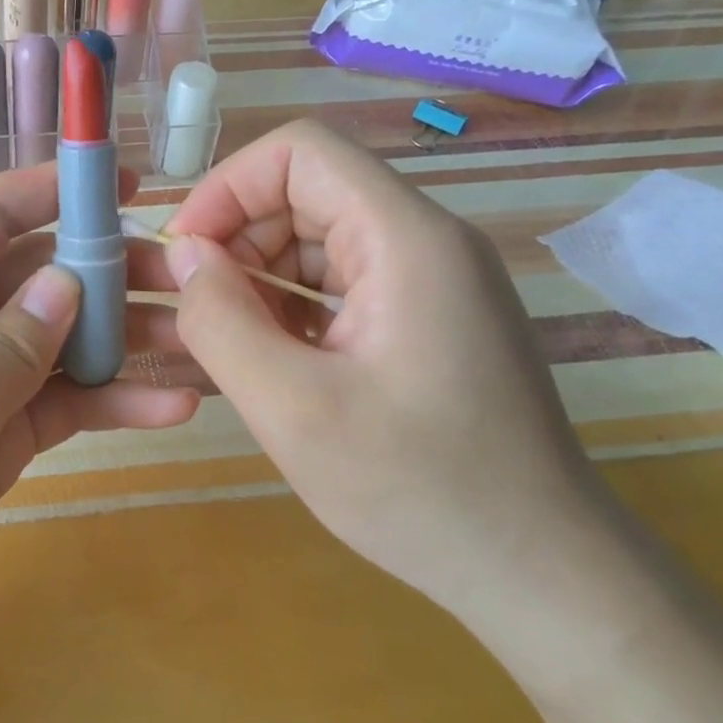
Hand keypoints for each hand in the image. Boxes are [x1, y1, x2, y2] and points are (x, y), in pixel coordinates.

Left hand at [0, 163, 198, 689]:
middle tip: (189, 283)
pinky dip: (109, 400)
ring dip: (122, 338)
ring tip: (197, 344)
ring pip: (58, 340)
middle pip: (37, 277)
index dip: (51, 188)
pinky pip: (59, 401)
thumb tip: (65, 282)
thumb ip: (6, 345)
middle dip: (111, 271)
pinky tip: (168, 409)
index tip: (126, 182)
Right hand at [161, 120, 607, 617]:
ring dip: (260, 279)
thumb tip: (186, 256)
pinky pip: (339, 284)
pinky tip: (274, 363)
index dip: (228, 187)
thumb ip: (221, 321)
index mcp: (406, 240)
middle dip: (238, 239)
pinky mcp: (426, 320)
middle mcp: (425, 242)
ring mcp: (431, 281)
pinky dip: (291, 309)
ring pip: (318, 240)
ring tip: (231, 345)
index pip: (301, 152)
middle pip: (307, 193)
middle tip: (199, 312)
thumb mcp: (292, 409)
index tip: (185, 252)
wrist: (537, 570)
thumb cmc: (418, 489)